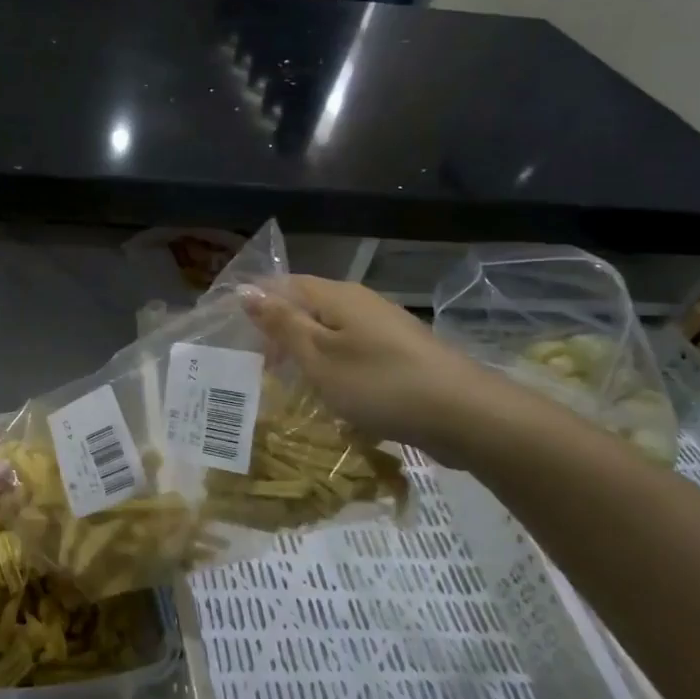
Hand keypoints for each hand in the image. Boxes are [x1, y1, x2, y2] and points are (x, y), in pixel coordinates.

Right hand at [245, 276, 512, 467]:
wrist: (464, 415)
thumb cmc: (379, 383)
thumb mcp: (318, 356)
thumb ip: (281, 324)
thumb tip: (245, 290)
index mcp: (337, 295)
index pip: (284, 284)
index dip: (257, 305)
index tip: (235, 337)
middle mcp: (360, 302)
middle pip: (307, 306)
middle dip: (279, 332)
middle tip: (258, 368)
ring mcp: (384, 327)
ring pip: (330, 330)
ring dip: (305, 352)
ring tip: (287, 383)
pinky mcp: (400, 353)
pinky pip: (352, 350)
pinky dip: (332, 366)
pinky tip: (329, 392)